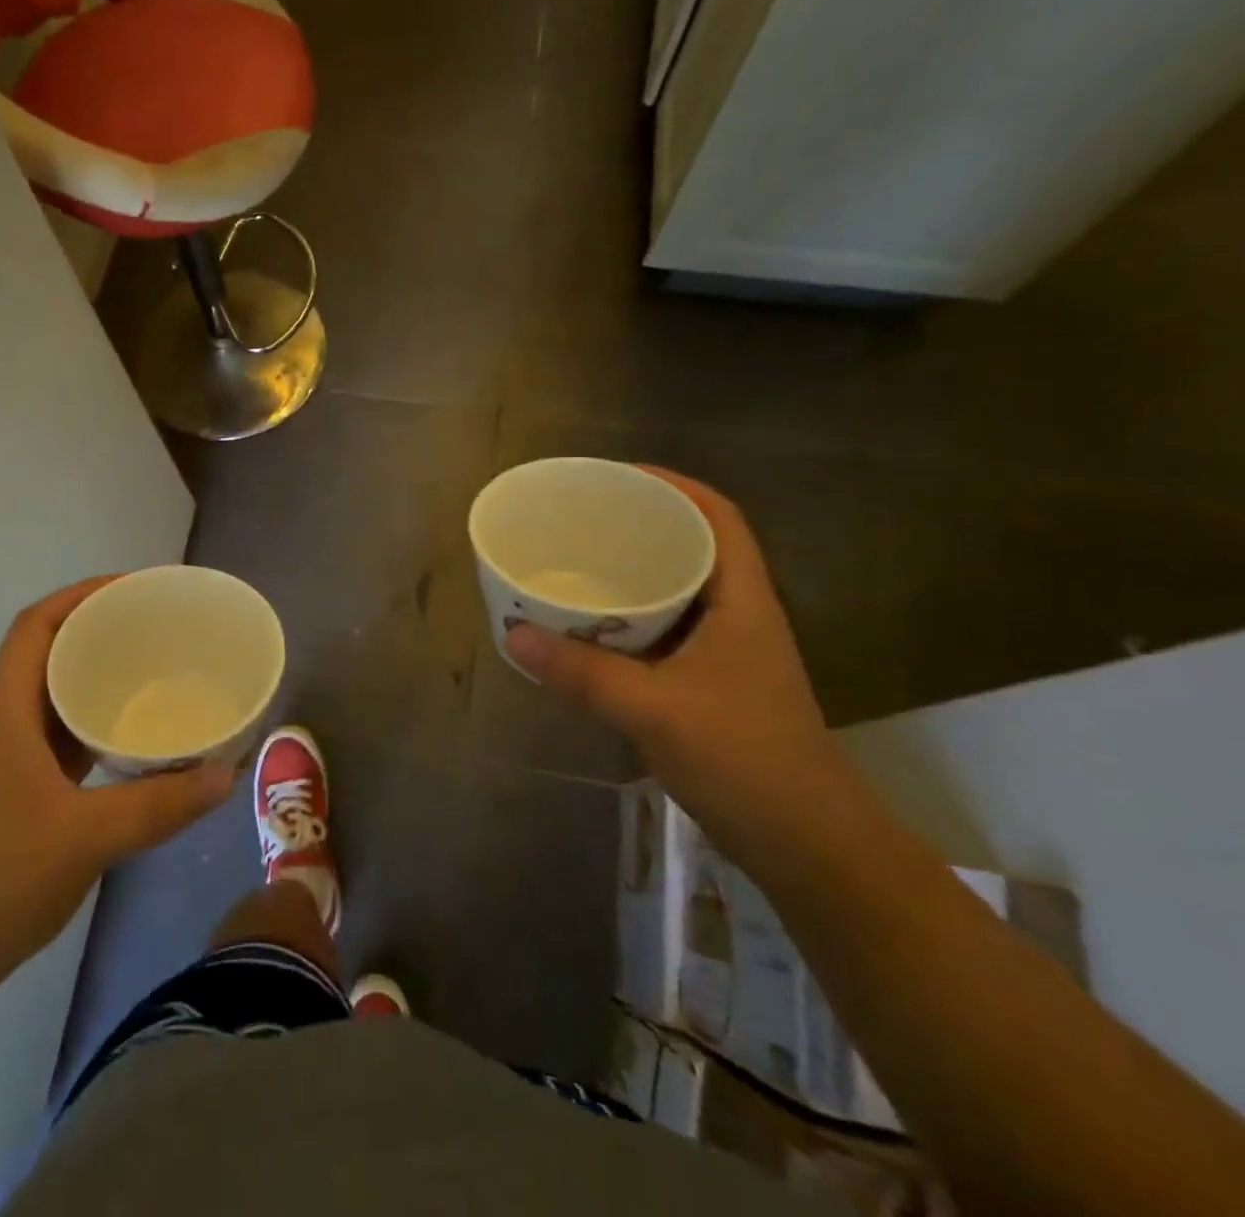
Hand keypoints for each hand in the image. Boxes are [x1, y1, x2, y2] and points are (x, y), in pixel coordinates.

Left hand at [0, 577, 235, 985]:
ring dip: (97, 678)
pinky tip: (133, 739)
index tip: (134, 589)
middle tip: (158, 628)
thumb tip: (227, 774)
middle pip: (47, 653)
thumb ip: (159, 805)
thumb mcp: (85, 838)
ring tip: (154, 671)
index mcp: (6, 712)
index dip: (81, 595)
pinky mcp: (16, 794)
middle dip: (99, 630)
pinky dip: (95, 725)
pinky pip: (61, 739)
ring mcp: (7, 761)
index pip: (36, 626)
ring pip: (54, 698)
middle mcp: (3, 724)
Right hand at [505, 469, 852, 854]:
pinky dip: (626, 622)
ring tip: (575, 565)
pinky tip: (587, 631)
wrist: (807, 845)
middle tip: (582, 520)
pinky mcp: (709, 686)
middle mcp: (737, 616)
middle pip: (692, 548)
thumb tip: (513, 634)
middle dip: (641, 525)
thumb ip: (582, 672)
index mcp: (742, 602)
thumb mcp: (654, 710)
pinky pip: (661, 633)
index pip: (718, 518)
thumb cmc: (745, 760)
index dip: (674, 486)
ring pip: (676, 593)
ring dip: (631, 576)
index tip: (618, 476)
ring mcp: (725, 654)